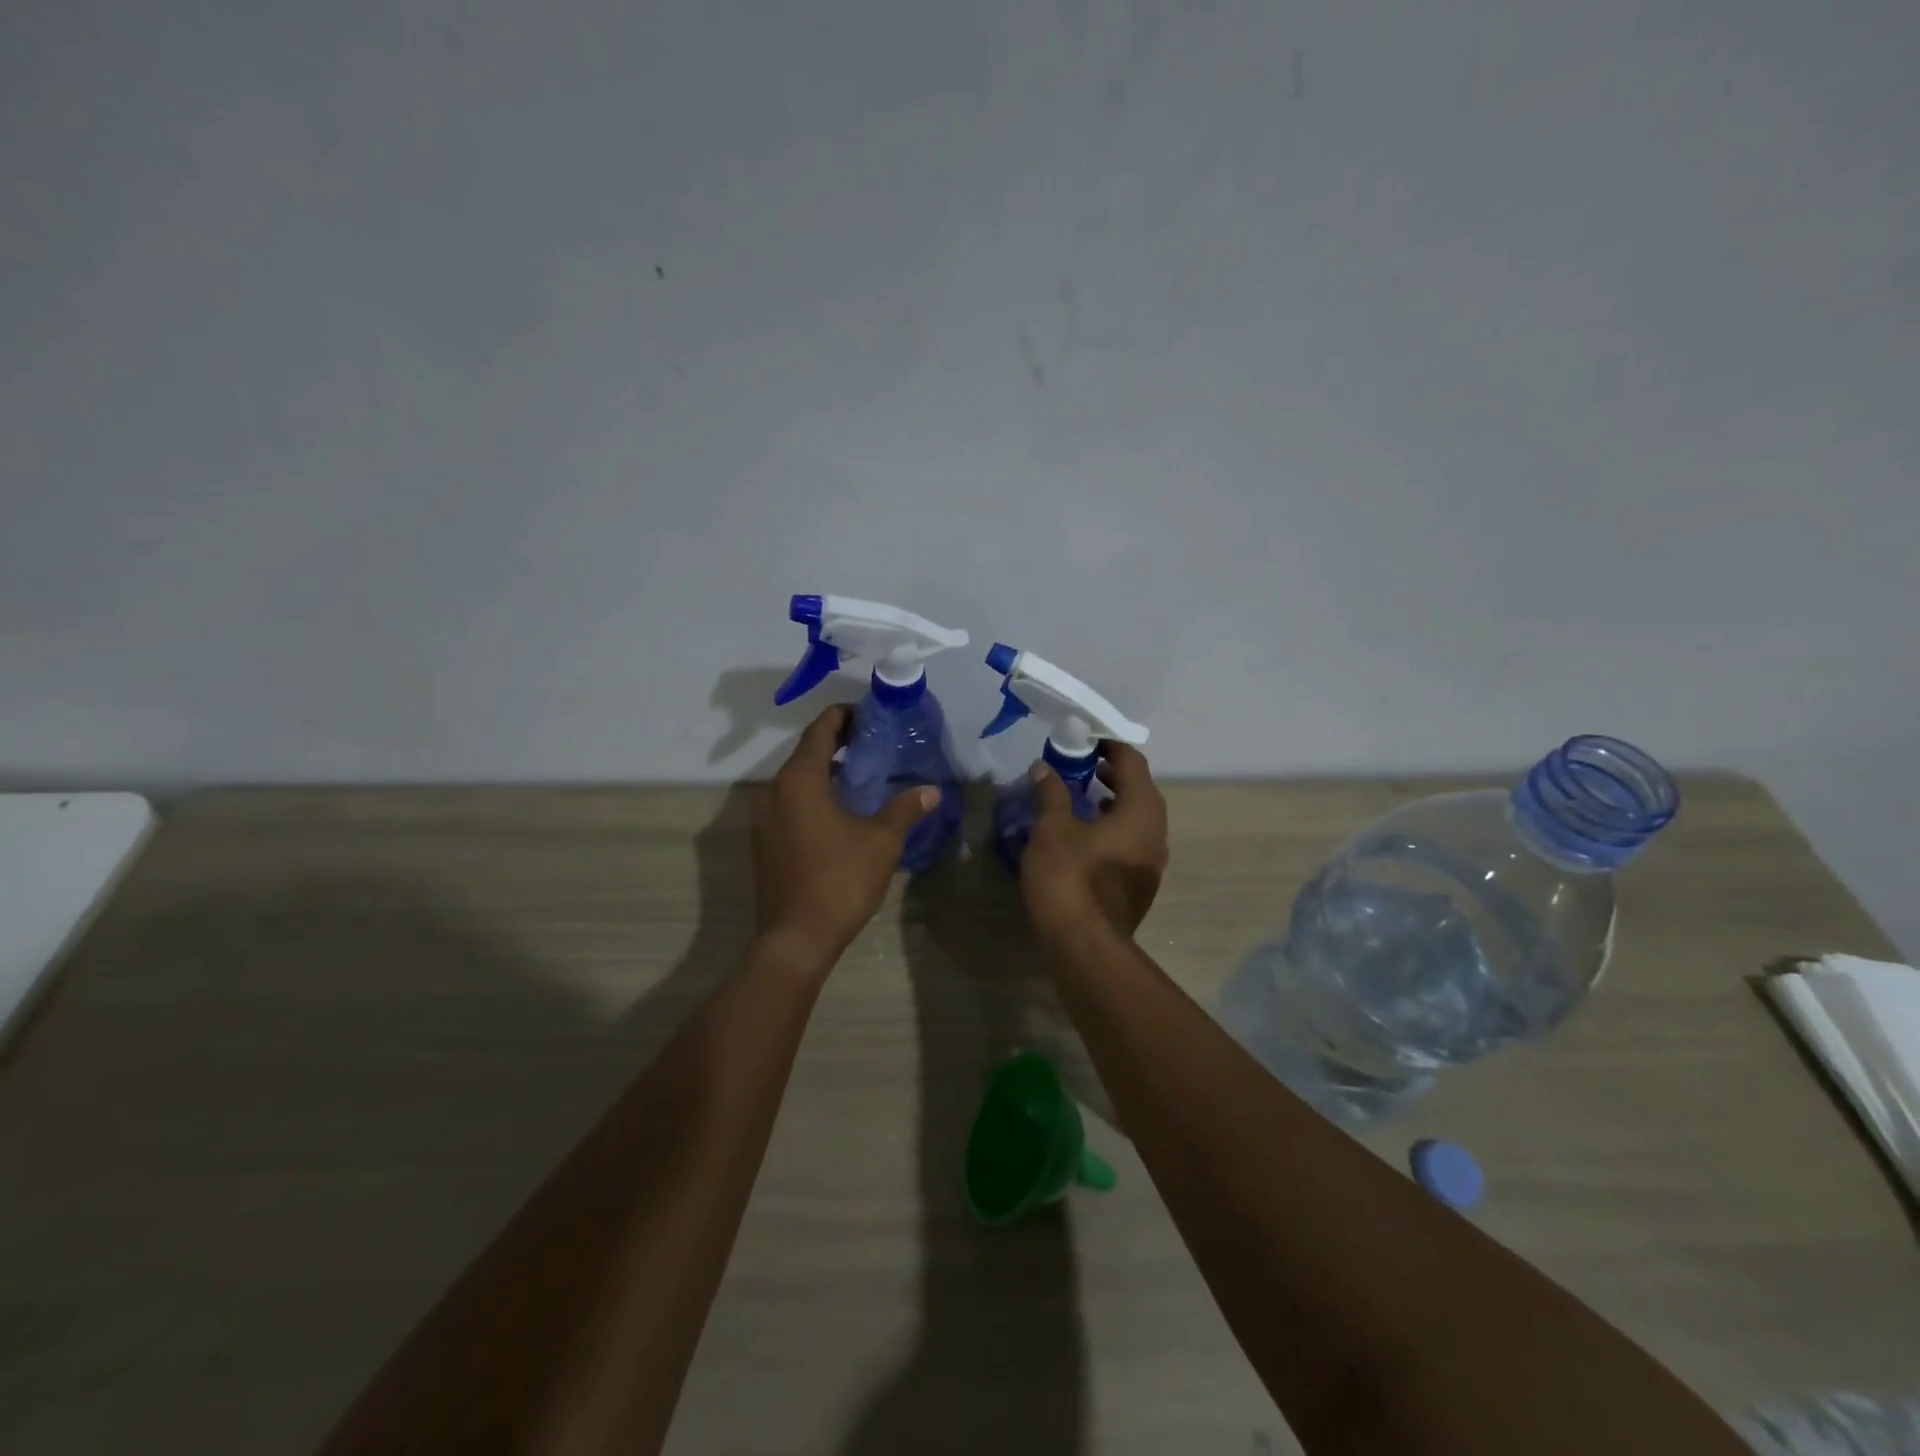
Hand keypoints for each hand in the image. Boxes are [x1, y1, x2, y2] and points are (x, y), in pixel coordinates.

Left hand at [752, 705, 939, 969]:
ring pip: (797, 778)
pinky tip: (842, 810)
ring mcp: (765, 817)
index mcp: (800, 780)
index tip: (872, 716)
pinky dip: (815, 794)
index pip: (821, 729)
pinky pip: (791, 802)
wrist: (795, 938)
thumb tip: (930, 790)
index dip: (845, 715)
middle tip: (875, 744)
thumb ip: (905, 808)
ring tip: (863, 774)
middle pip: (807, 751)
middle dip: (839, 742)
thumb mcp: (881, 842)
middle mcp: (775, 790)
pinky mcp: (765, 841)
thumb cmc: (839, 881)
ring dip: (827, 770)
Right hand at [1020, 742, 1168, 942]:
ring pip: (1136, 818)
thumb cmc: (1070, 879)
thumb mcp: (1052, 830)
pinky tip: (1084, 834)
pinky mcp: (1139, 884)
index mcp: (1141, 812)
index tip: (1085, 740)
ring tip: (1080, 796)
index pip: (1133, 763)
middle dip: (1111, 773)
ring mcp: (1151, 862)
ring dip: (1112, 801)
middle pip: (1139, 790)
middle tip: (1080, 765)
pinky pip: (1130, 842)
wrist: (1085, 947)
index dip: (1110, 747)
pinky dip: (1112, 827)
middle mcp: (1156, 833)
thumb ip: (1051, 793)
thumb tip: (1044, 768)